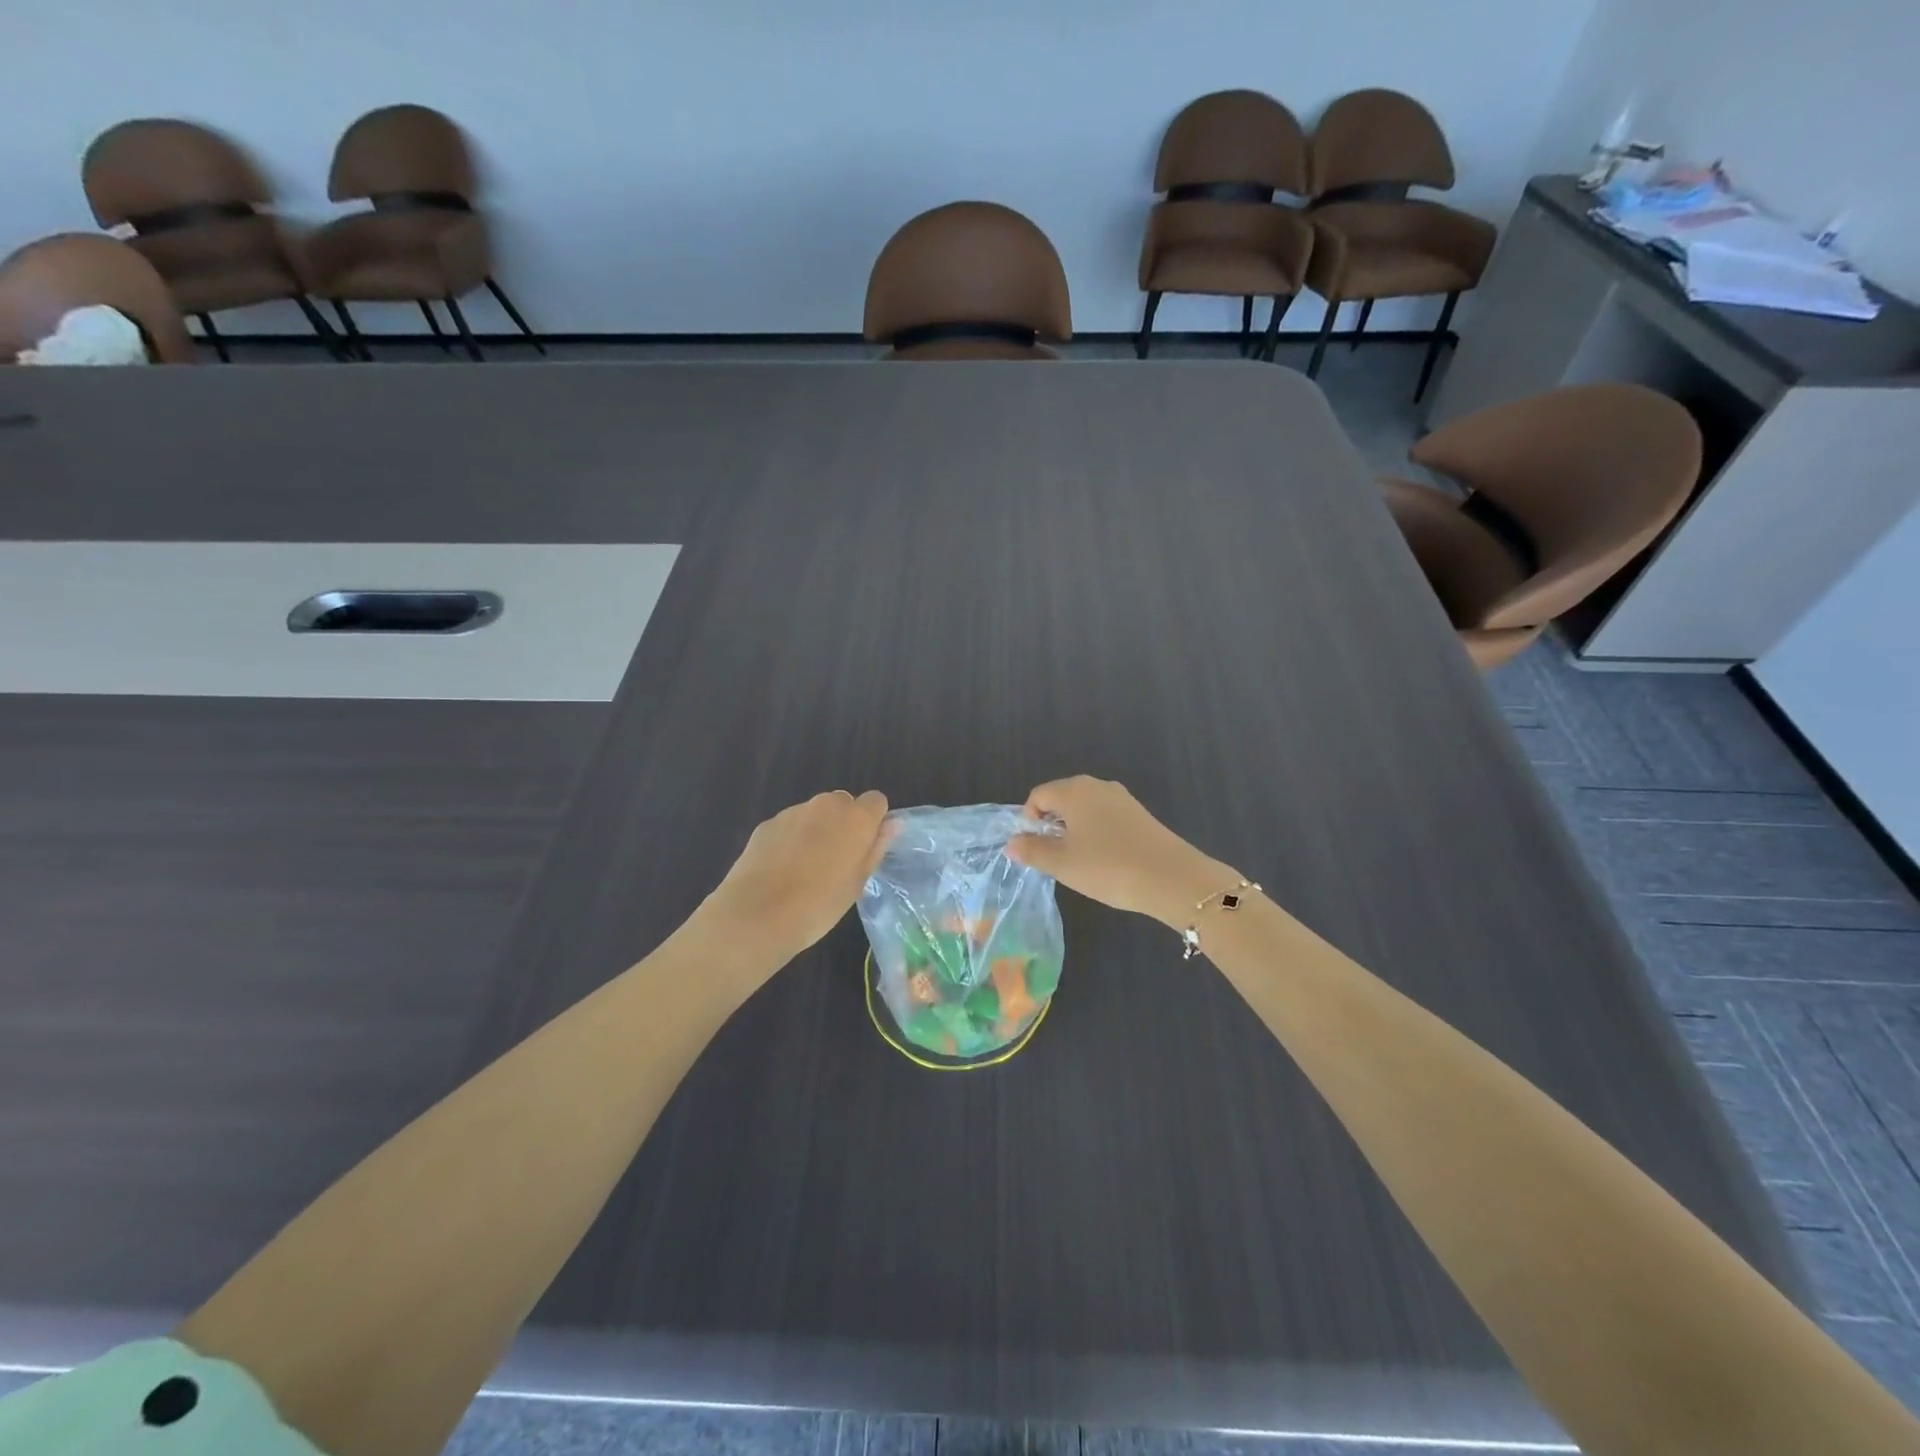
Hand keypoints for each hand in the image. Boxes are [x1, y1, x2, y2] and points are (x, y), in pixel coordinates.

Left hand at [705, 790, 890, 959]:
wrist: (758, 915)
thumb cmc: (819, 904)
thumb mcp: (857, 882)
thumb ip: (876, 847)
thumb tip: (893, 824)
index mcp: (856, 818)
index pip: (876, 801)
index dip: (873, 822)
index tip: (865, 848)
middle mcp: (826, 805)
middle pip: (843, 803)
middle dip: (844, 824)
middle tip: (837, 861)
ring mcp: (793, 812)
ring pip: (815, 814)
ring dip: (817, 831)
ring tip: (806, 869)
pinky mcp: (767, 824)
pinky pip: (790, 825)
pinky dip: (791, 839)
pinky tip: (782, 870)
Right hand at [1006, 776, 1239, 927]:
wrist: (1172, 879)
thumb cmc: (1108, 867)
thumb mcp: (1062, 864)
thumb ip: (1032, 851)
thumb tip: (1012, 842)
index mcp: (1074, 790)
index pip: (1038, 796)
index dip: (1029, 821)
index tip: (1035, 850)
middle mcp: (1097, 786)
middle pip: (1062, 799)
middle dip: (1052, 826)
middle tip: (1055, 859)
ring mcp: (1122, 798)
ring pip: (1085, 809)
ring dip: (1075, 832)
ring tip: (1080, 863)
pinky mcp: (1140, 814)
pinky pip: (1105, 818)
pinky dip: (1097, 834)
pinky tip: (1105, 861)